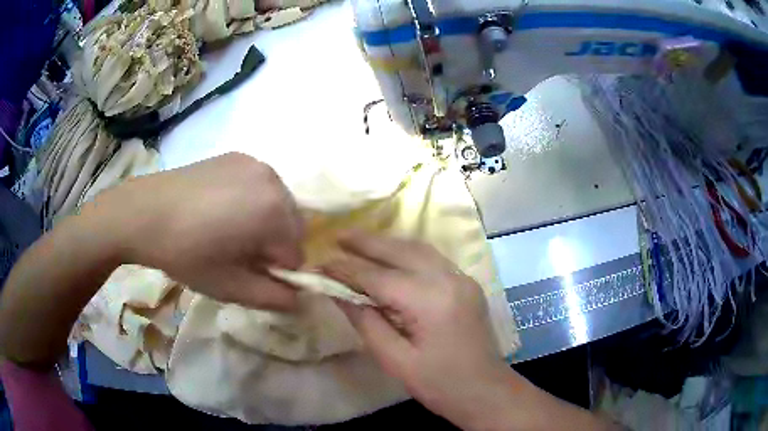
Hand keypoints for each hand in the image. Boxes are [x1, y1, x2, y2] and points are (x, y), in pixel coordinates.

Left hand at [86, 152, 303, 309]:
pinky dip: (252, 201)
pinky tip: (219, 208)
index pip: (297, 254)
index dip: (274, 271)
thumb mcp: (231, 287)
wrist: (144, 212)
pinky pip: (260, 186)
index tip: (247, 272)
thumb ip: (273, 298)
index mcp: (274, 213)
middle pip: (292, 226)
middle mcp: (273, 181)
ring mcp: (255, 164)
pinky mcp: (238, 156)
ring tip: (227, 228)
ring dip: (264, 221)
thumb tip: (300, 298)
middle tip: (237, 252)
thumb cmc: (186, 253)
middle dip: (273, 244)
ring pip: (278, 204)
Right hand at [321, 231, 511, 426]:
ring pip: (419, 249)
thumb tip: (337, 293)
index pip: (379, 277)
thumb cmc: (439, 385)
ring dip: (387, 243)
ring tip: (358, 241)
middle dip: (366, 242)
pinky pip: (432, 259)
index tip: (320, 264)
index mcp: (431, 302)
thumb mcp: (395, 360)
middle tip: (337, 237)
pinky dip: (407, 252)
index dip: (346, 270)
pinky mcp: (467, 284)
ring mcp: (463, 279)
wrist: (486, 392)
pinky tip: (390, 256)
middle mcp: (449, 280)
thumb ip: (365, 322)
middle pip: (401, 251)